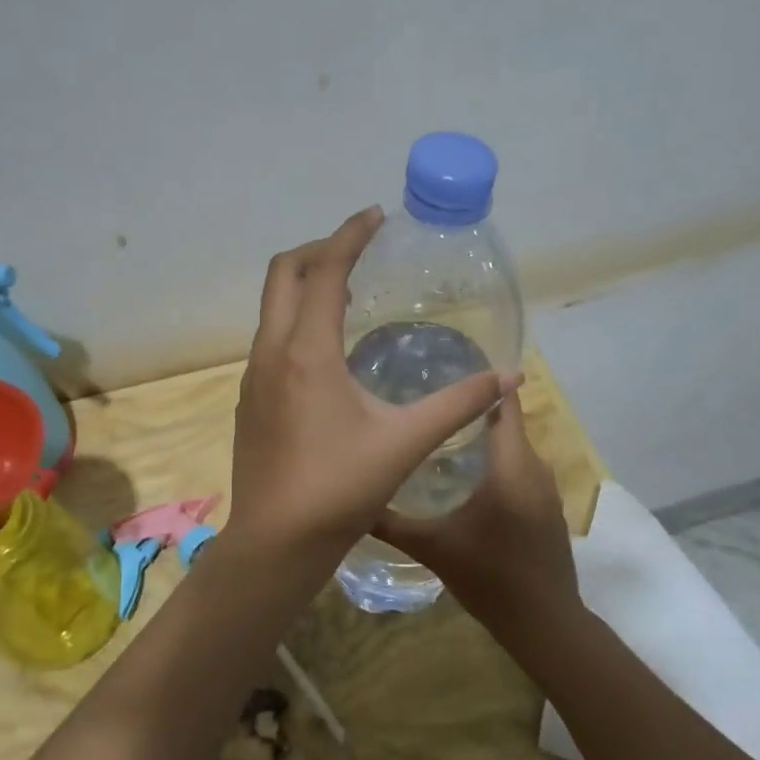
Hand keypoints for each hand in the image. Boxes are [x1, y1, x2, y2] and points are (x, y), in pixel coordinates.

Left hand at [224, 207, 518, 580]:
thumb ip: (458, 404)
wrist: (276, 542)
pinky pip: (270, 339)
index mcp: (306, 351)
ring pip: (271, 308)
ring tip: (347, 293)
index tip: (376, 216)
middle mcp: (271, 352)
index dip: (350, 235)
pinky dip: (296, 321)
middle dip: (319, 249)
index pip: (324, 269)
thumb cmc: (340, 488)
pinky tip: (326, 351)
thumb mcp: (406, 442)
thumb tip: (509, 377)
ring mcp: (253, 376)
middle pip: (283, 274)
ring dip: (304, 286)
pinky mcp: (249, 400)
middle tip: (359, 249)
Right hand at [372, 390, 580, 639]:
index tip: (446, 369)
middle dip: (470, 411)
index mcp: (511, 466)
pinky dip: (497, 464)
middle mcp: (535, 469)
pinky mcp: (548, 509)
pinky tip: (466, 477)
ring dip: (484, 440)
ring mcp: (546, 490)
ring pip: (513, 450)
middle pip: (505, 424)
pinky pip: (521, 470)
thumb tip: (352, 502)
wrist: (544, 623)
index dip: (481, 383)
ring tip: (440, 435)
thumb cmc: (490, 577)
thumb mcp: (433, 548)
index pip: (503, 405)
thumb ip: (391, 522)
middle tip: (426, 403)